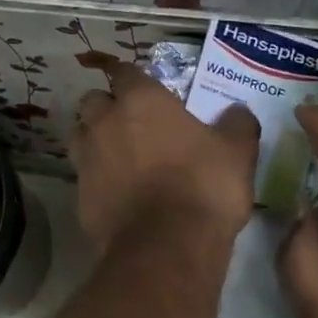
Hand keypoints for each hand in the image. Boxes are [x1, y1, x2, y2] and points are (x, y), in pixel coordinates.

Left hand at [70, 64, 259, 252]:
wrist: (166, 246)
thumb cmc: (203, 186)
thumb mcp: (238, 151)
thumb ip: (236, 124)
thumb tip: (236, 111)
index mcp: (140, 101)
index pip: (124, 71)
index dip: (131, 77)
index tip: (141, 86)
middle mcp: (105, 123)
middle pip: (93, 101)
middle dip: (107, 106)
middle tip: (130, 122)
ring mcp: (86, 159)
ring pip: (79, 135)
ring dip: (93, 138)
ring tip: (116, 153)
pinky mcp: (79, 196)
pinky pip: (83, 176)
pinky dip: (95, 177)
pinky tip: (115, 191)